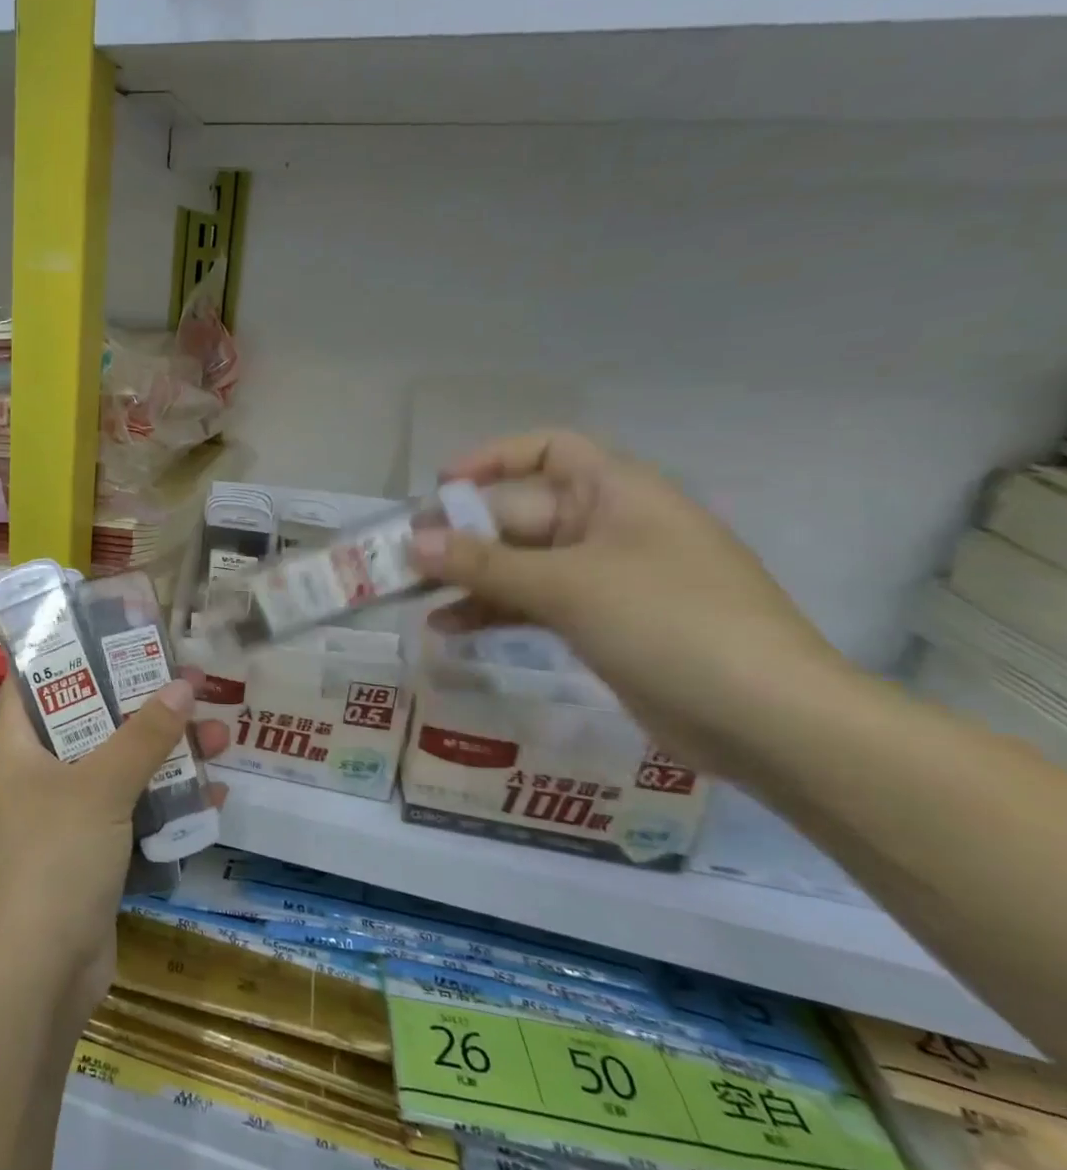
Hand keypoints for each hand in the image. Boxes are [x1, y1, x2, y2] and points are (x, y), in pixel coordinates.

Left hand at [0, 677, 227, 1032]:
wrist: (35, 980)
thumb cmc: (52, 860)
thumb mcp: (100, 787)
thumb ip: (143, 735)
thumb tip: (182, 684)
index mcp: (15, 748)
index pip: (32, 680)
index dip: (68, 649)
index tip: (115, 629)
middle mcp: (34, 777)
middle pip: (89, 723)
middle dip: (141, 704)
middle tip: (190, 681)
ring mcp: (61, 821)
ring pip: (117, 770)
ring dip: (165, 754)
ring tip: (220, 733)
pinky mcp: (89, 858)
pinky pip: (131, 816)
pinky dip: (166, 804)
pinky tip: (214, 794)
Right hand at [414, 430, 848, 780]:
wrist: (766, 719)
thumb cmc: (671, 624)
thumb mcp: (569, 585)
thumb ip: (485, 563)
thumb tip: (413, 542)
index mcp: (617, 493)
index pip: (548, 450)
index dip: (492, 459)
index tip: (439, 487)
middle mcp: (608, 527)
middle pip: (520, 513)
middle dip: (462, 534)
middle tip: (403, 558)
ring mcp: (604, 578)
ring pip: (519, 563)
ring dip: (469, 577)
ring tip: (411, 594)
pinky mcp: (598, 624)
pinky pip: (532, 604)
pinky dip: (492, 612)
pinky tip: (447, 629)